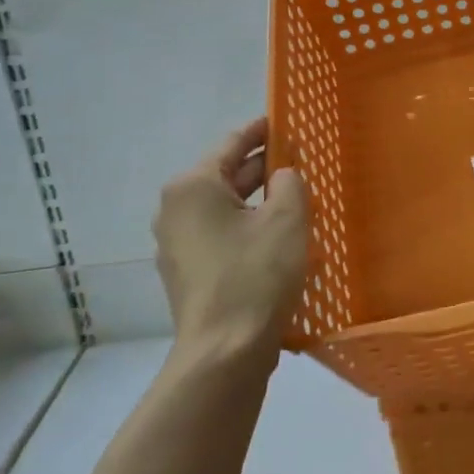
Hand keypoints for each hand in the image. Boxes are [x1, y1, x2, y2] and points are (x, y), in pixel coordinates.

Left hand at [153, 117, 308, 367]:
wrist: (225, 352)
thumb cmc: (256, 275)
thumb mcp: (287, 219)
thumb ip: (290, 183)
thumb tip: (282, 175)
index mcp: (193, 187)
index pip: (232, 145)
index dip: (261, 131)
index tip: (282, 121)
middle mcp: (175, 210)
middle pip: (225, 177)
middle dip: (262, 169)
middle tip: (298, 162)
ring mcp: (176, 245)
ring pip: (224, 210)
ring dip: (256, 203)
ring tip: (293, 200)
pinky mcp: (187, 274)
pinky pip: (220, 237)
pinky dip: (246, 230)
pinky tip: (275, 239)